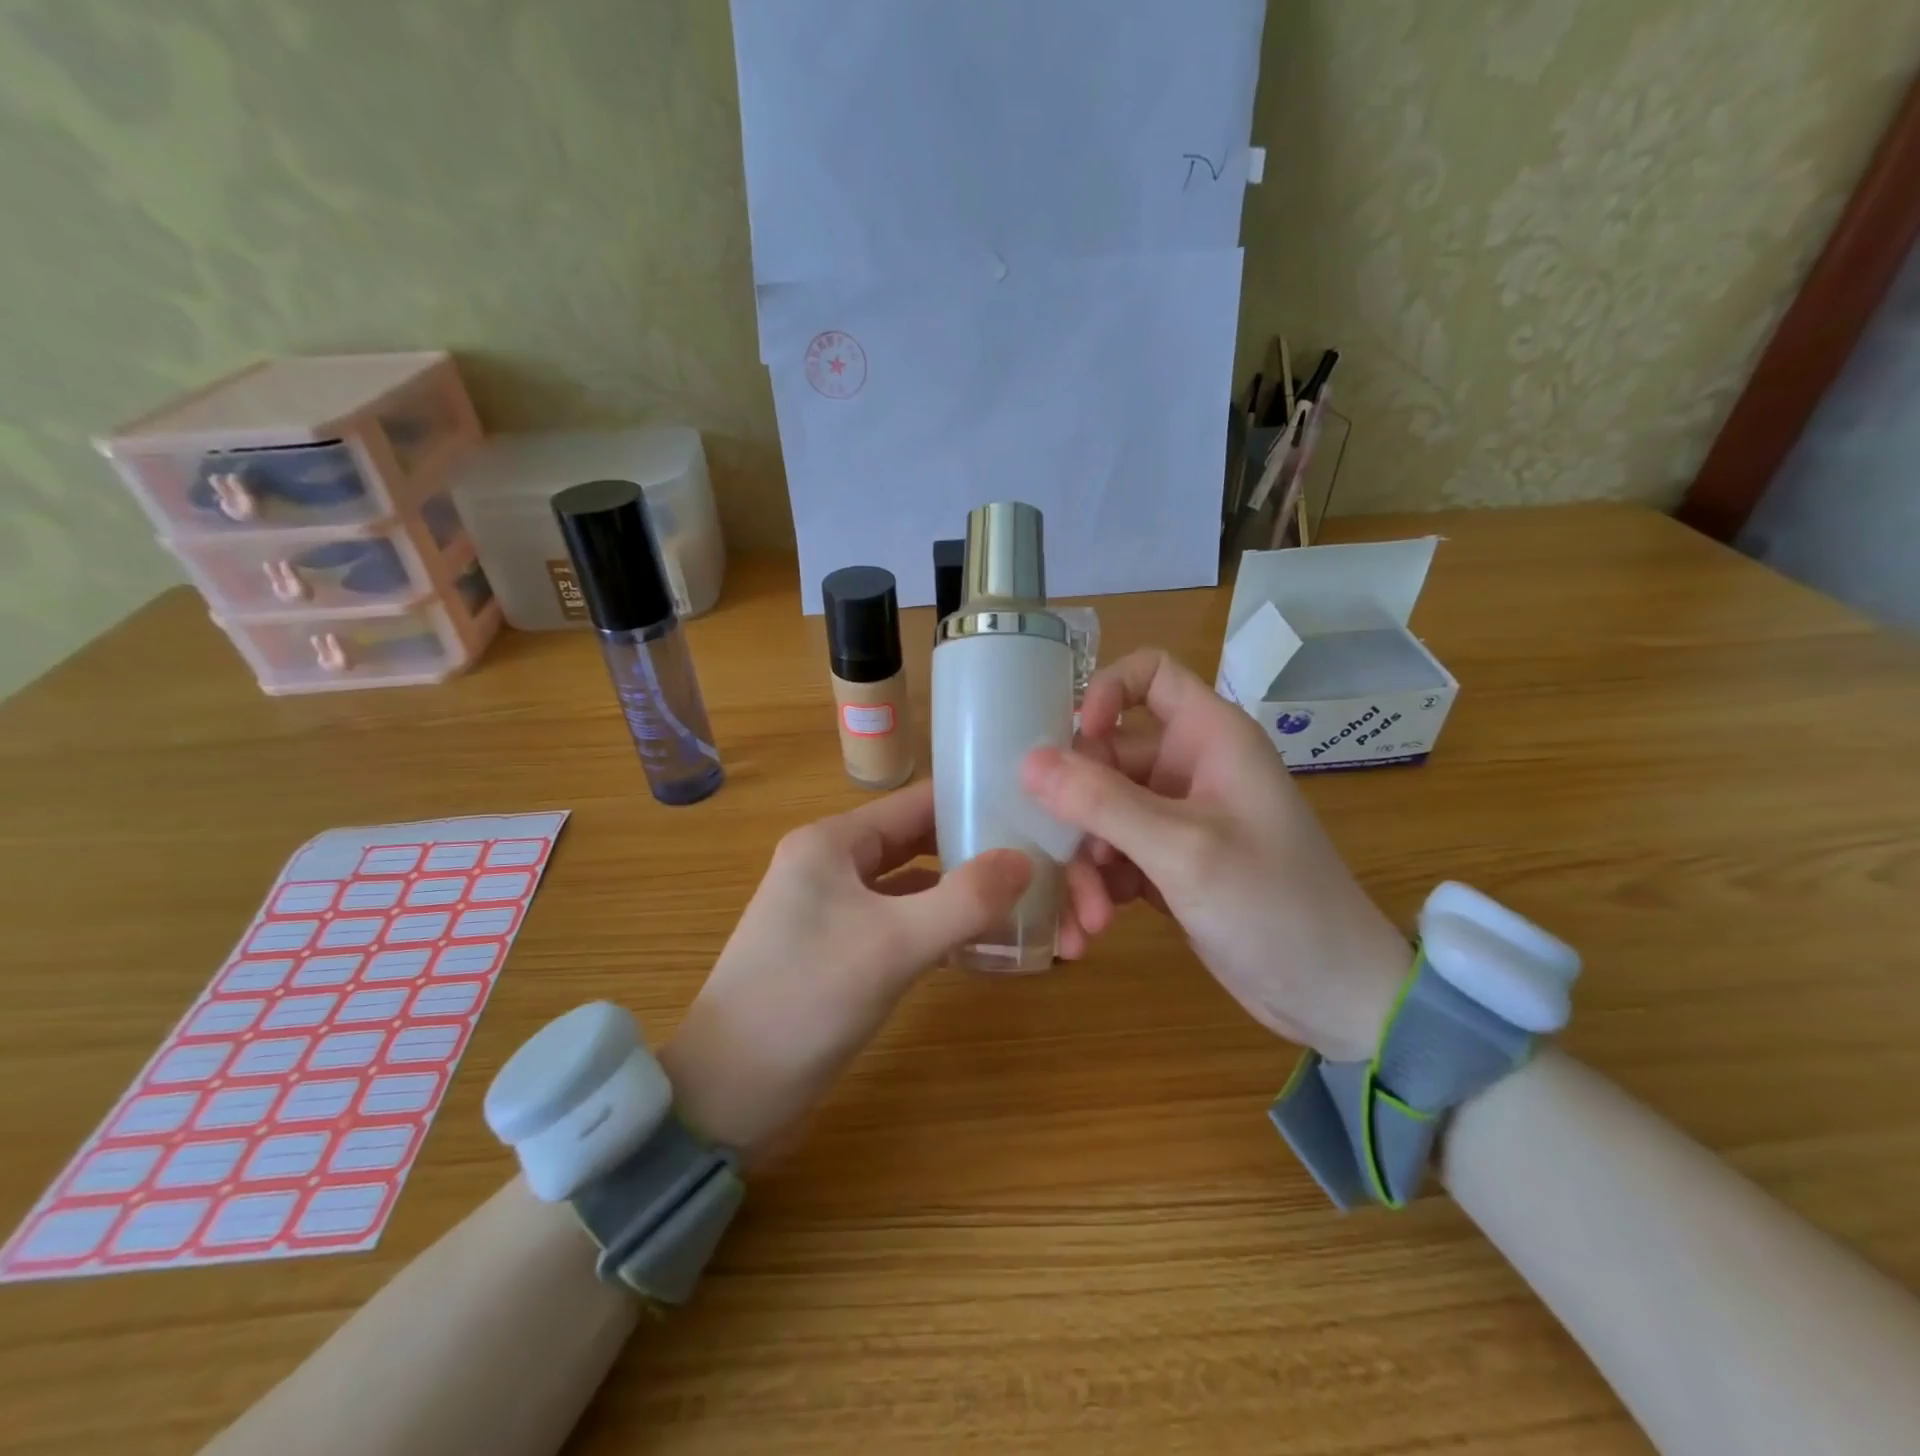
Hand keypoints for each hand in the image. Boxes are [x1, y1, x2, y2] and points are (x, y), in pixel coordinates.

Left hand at [661, 781, 1029, 1160]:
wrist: (726, 1094)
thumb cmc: (805, 1000)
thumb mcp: (893, 945)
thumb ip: (965, 900)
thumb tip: (1026, 860)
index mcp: (832, 841)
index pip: (917, 803)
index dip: (974, 804)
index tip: (1033, 815)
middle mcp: (832, 863)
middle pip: (918, 842)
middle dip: (974, 854)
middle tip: (1039, 866)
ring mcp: (834, 908)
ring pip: (912, 887)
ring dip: (960, 896)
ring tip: (1023, 904)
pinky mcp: (840, 949)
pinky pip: (901, 923)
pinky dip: (938, 929)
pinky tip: (980, 947)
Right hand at [1023, 649, 1409, 1061]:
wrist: (1331, 995)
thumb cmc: (1273, 905)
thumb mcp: (1182, 849)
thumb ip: (1102, 801)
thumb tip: (1028, 761)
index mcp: (1209, 737)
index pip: (1150, 674)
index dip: (1105, 691)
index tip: (1076, 738)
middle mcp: (1189, 767)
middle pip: (1105, 757)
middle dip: (1076, 813)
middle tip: (1059, 861)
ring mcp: (1175, 818)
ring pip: (1099, 816)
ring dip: (1081, 866)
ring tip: (1085, 922)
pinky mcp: (1165, 864)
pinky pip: (1110, 858)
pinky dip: (1095, 889)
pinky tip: (1087, 932)